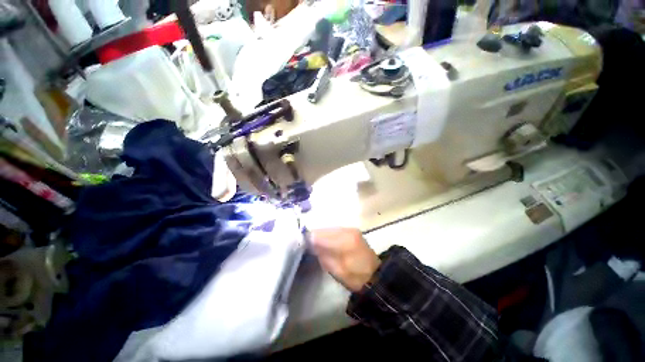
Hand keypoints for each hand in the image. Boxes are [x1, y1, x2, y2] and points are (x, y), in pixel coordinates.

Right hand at [310, 228, 380, 291]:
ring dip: (322, 235)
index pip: (321, 235)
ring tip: (317, 244)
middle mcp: (347, 230)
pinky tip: (327, 242)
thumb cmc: (355, 276)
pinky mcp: (352, 231)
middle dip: (315, 236)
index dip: (310, 239)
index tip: (303, 244)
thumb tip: (310, 243)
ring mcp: (350, 229)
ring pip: (329, 228)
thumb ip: (322, 254)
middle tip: (309, 245)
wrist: (375, 275)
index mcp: (344, 240)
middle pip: (324, 229)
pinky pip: (335, 230)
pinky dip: (329, 235)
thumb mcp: (336, 269)